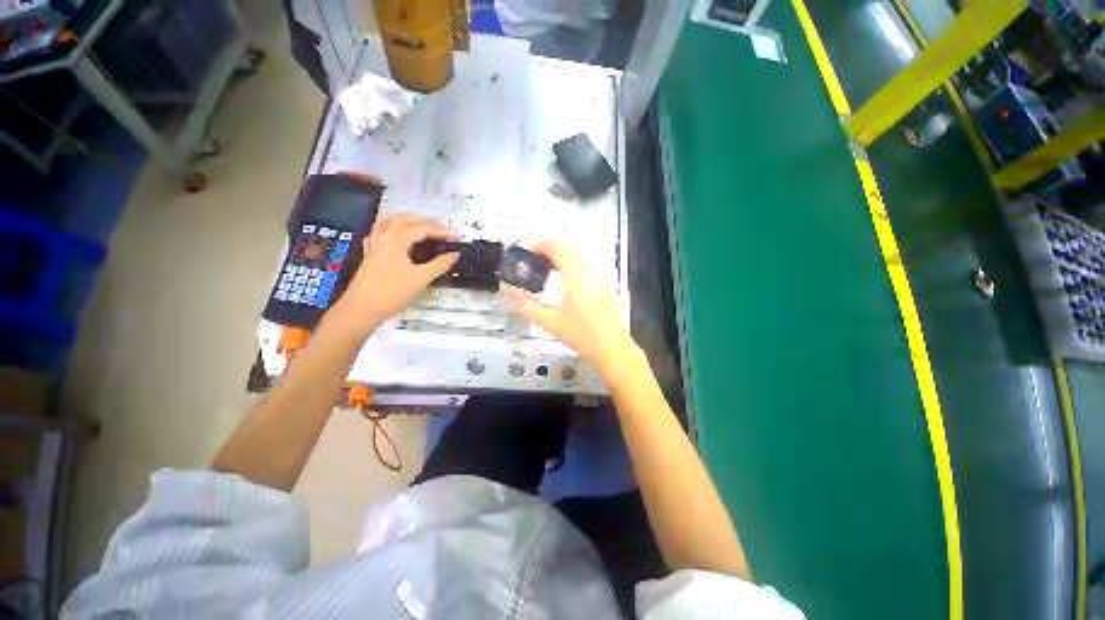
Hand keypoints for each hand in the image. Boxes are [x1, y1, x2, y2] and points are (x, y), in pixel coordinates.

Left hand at [340, 214, 457, 327]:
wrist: (362, 308)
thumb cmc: (393, 292)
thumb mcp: (421, 278)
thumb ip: (440, 264)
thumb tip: (455, 254)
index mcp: (396, 239)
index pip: (423, 229)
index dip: (441, 232)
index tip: (456, 239)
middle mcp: (384, 236)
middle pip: (405, 219)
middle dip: (425, 222)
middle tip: (442, 231)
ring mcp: (375, 243)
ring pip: (391, 222)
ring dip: (408, 222)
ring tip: (422, 228)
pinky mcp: (370, 252)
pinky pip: (381, 232)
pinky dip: (393, 229)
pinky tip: (398, 237)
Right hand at [505, 240, 639, 378]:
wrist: (613, 348)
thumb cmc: (583, 336)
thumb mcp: (550, 322)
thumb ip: (526, 306)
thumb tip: (511, 293)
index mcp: (576, 276)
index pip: (556, 247)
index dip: (539, 244)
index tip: (527, 251)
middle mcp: (590, 271)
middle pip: (568, 247)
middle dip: (548, 249)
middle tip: (534, 260)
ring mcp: (602, 276)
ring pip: (579, 254)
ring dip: (561, 255)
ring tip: (547, 268)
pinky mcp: (607, 283)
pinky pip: (588, 263)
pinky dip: (573, 263)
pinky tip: (567, 278)